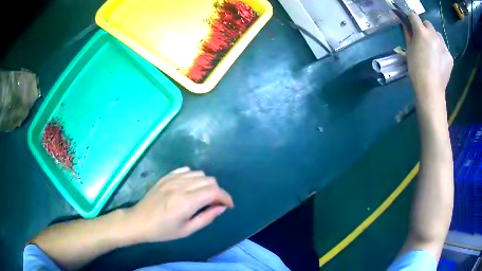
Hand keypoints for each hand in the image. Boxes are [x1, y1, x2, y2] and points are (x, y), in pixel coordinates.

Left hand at [125, 167, 233, 242]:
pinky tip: (190, 187)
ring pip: (199, 174)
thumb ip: (207, 217)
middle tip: (215, 204)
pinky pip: (185, 170)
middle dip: (217, 192)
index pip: (215, 192)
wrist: (139, 221)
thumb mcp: (187, 230)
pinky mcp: (166, 177)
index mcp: (188, 201)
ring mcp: (173, 179)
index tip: (228, 206)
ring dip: (206, 184)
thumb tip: (222, 207)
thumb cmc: (163, 230)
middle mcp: (182, 186)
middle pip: (209, 180)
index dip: (226, 198)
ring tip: (203, 196)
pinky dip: (193, 177)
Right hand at [404, 13, 452, 103]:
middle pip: (428, 23)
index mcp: (421, 32)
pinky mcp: (450, 56)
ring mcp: (444, 46)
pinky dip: (441, 50)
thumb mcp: (409, 50)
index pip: (414, 15)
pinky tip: (439, 60)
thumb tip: (407, 25)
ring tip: (433, 49)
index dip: (410, 18)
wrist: (430, 90)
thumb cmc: (416, 70)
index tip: (410, 24)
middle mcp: (433, 35)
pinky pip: (444, 48)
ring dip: (434, 37)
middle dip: (424, 27)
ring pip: (438, 34)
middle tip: (423, 38)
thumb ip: (408, 34)